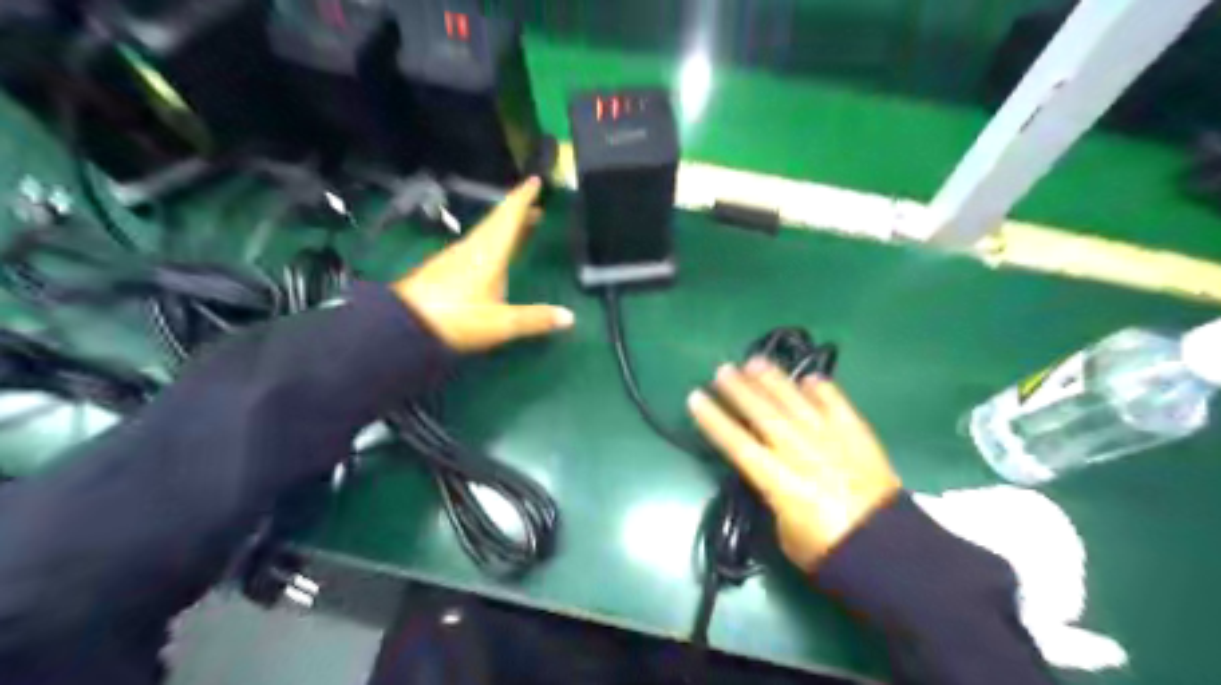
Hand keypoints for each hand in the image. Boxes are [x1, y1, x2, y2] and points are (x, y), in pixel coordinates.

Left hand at [397, 176, 577, 353]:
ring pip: (486, 233)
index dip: (523, 199)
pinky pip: (476, 246)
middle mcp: (472, 249)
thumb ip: (535, 319)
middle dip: (518, 212)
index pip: (509, 218)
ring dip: (505, 226)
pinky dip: (493, 241)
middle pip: (497, 222)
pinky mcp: (445, 270)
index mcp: (488, 254)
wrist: (403, 326)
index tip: (535, 180)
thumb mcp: (500, 323)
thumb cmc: (456, 319)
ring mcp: (456, 258)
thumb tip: (570, 317)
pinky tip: (494, 254)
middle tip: (537, 205)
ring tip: (522, 225)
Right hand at [691, 362, 898, 569]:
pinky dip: (822, 390)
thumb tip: (769, 471)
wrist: (887, 550)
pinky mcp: (857, 436)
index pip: (736, 443)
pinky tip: (808, 378)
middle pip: (763, 413)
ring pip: (795, 402)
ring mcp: (831, 439)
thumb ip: (773, 495)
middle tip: (722, 370)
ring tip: (755, 362)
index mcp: (779, 481)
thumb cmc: (827, 551)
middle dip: (739, 390)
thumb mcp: (784, 532)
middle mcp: (800, 452)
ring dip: (773, 381)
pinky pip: (836, 404)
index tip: (695, 398)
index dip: (714, 419)